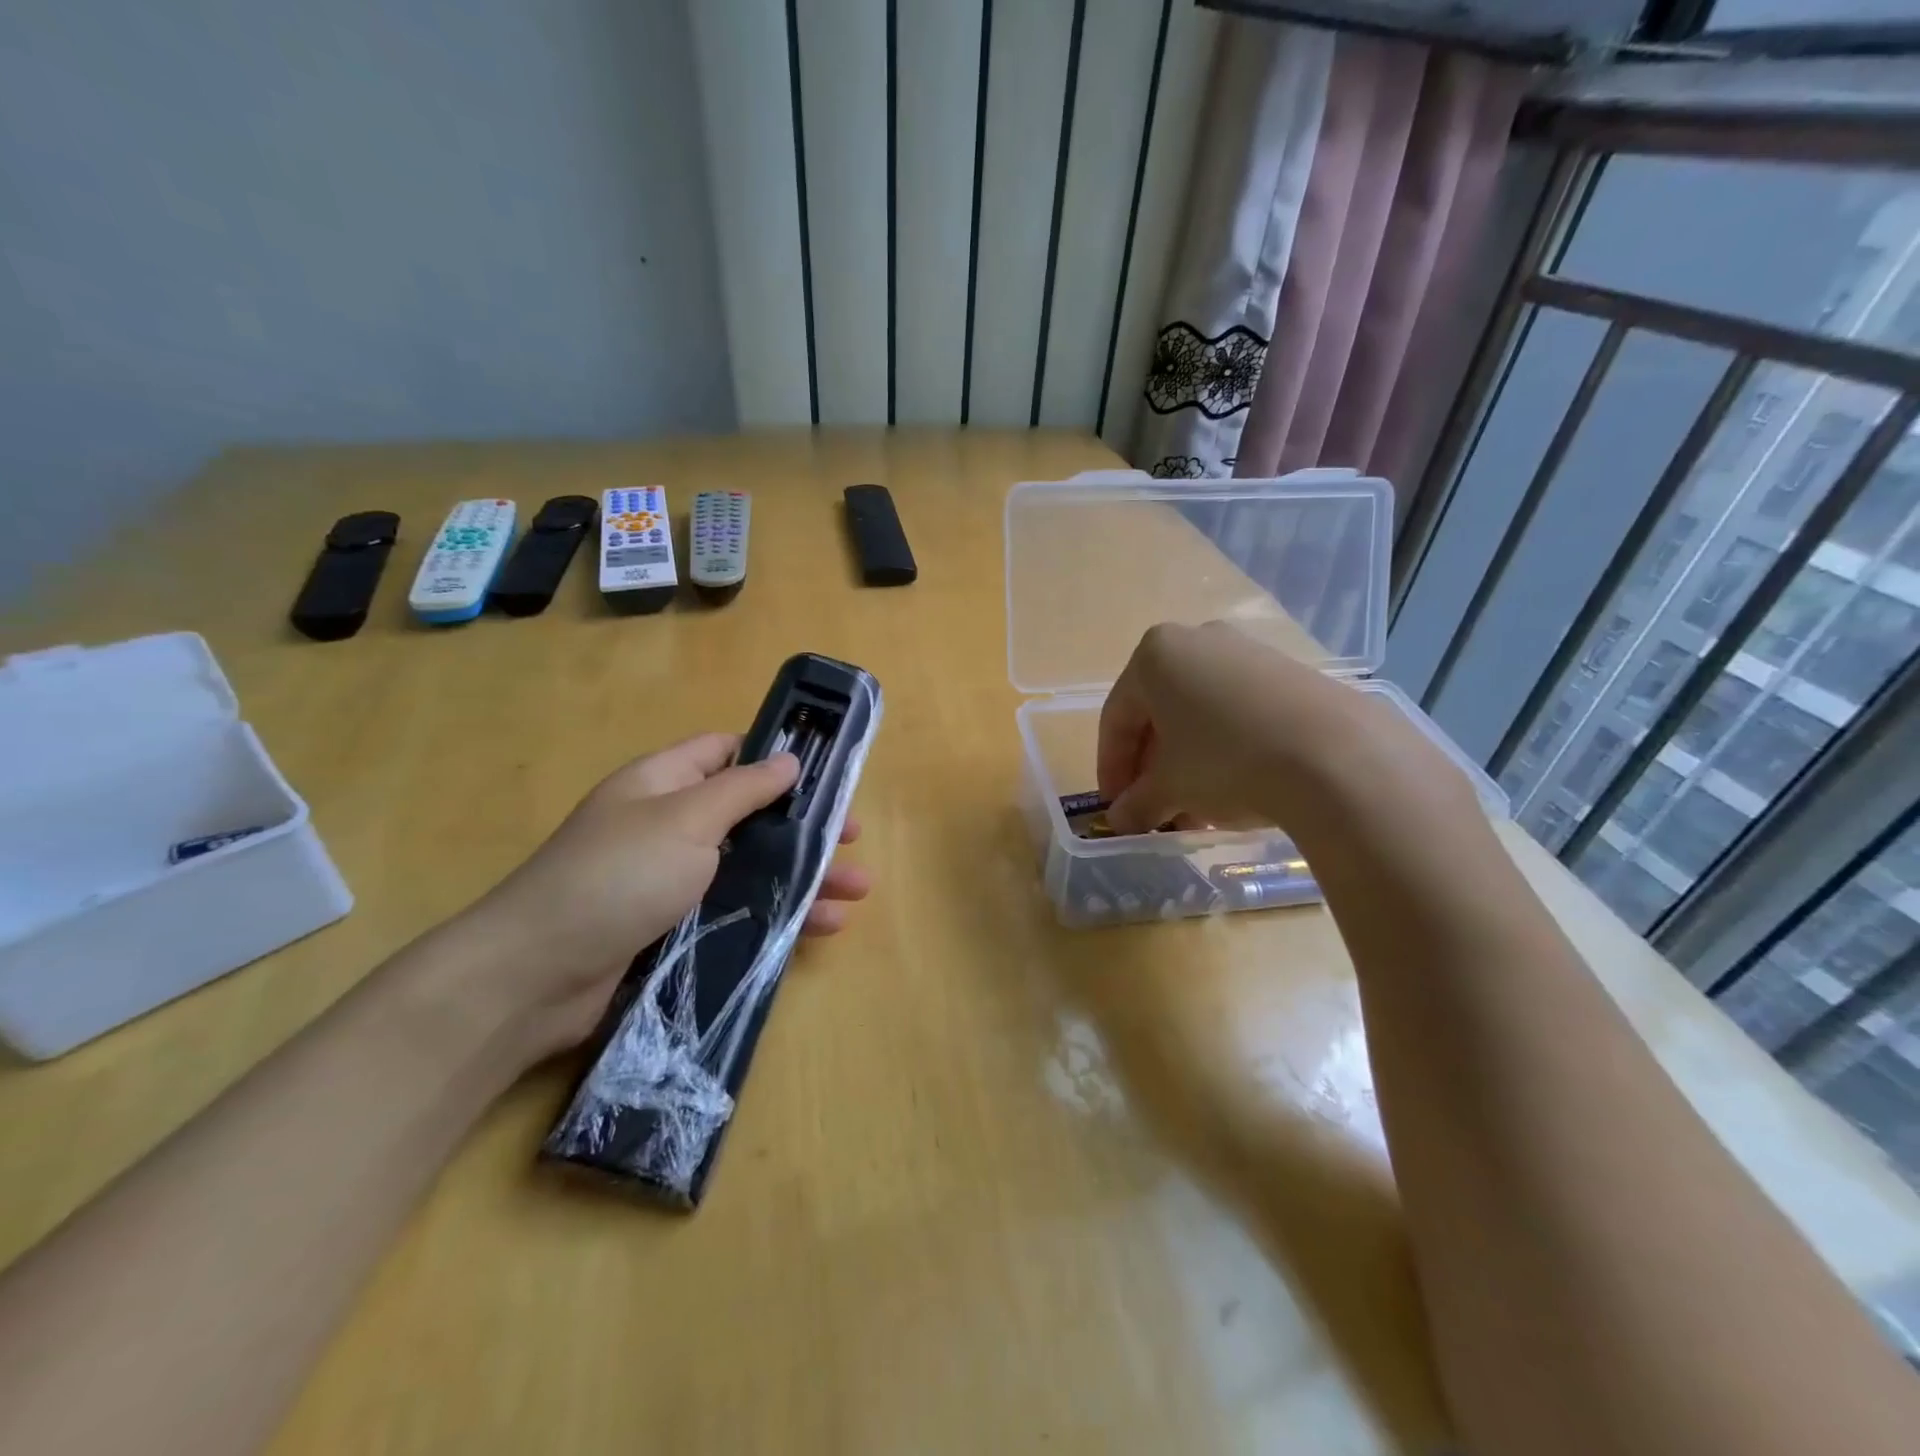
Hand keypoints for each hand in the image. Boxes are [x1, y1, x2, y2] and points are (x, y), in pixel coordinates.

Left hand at [440, 733, 868, 1064]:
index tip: (825, 771)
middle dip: (804, 826)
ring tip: (858, 889)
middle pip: (751, 816)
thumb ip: (744, 789)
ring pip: (753, 868)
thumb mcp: (686, 819)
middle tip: (853, 838)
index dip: (774, 756)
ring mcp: (674, 882)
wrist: (536, 977)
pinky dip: (780, 914)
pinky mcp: (678, 930)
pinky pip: (740, 911)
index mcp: (664, 784)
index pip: (726, 753)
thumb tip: (789, 759)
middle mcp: (670, 826)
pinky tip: (822, 925)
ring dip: (805, 875)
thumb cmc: (617, 876)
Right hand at [1096, 621, 1470, 836]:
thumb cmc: (1225, 760)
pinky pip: (1238, 711)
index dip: (1111, 769)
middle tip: (1155, 809)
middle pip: (1159, 713)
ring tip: (1196, 809)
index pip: (1117, 718)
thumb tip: (1121, 820)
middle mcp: (1197, 641)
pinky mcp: (1289, 672)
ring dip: (1188, 763)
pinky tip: (1235, 788)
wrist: (1336, 756)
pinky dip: (1225, 749)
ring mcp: (1247, 652)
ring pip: (1200, 714)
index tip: (1116, 807)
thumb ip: (1138, 802)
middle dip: (1153, 768)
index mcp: (1154, 655)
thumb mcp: (1171, 788)